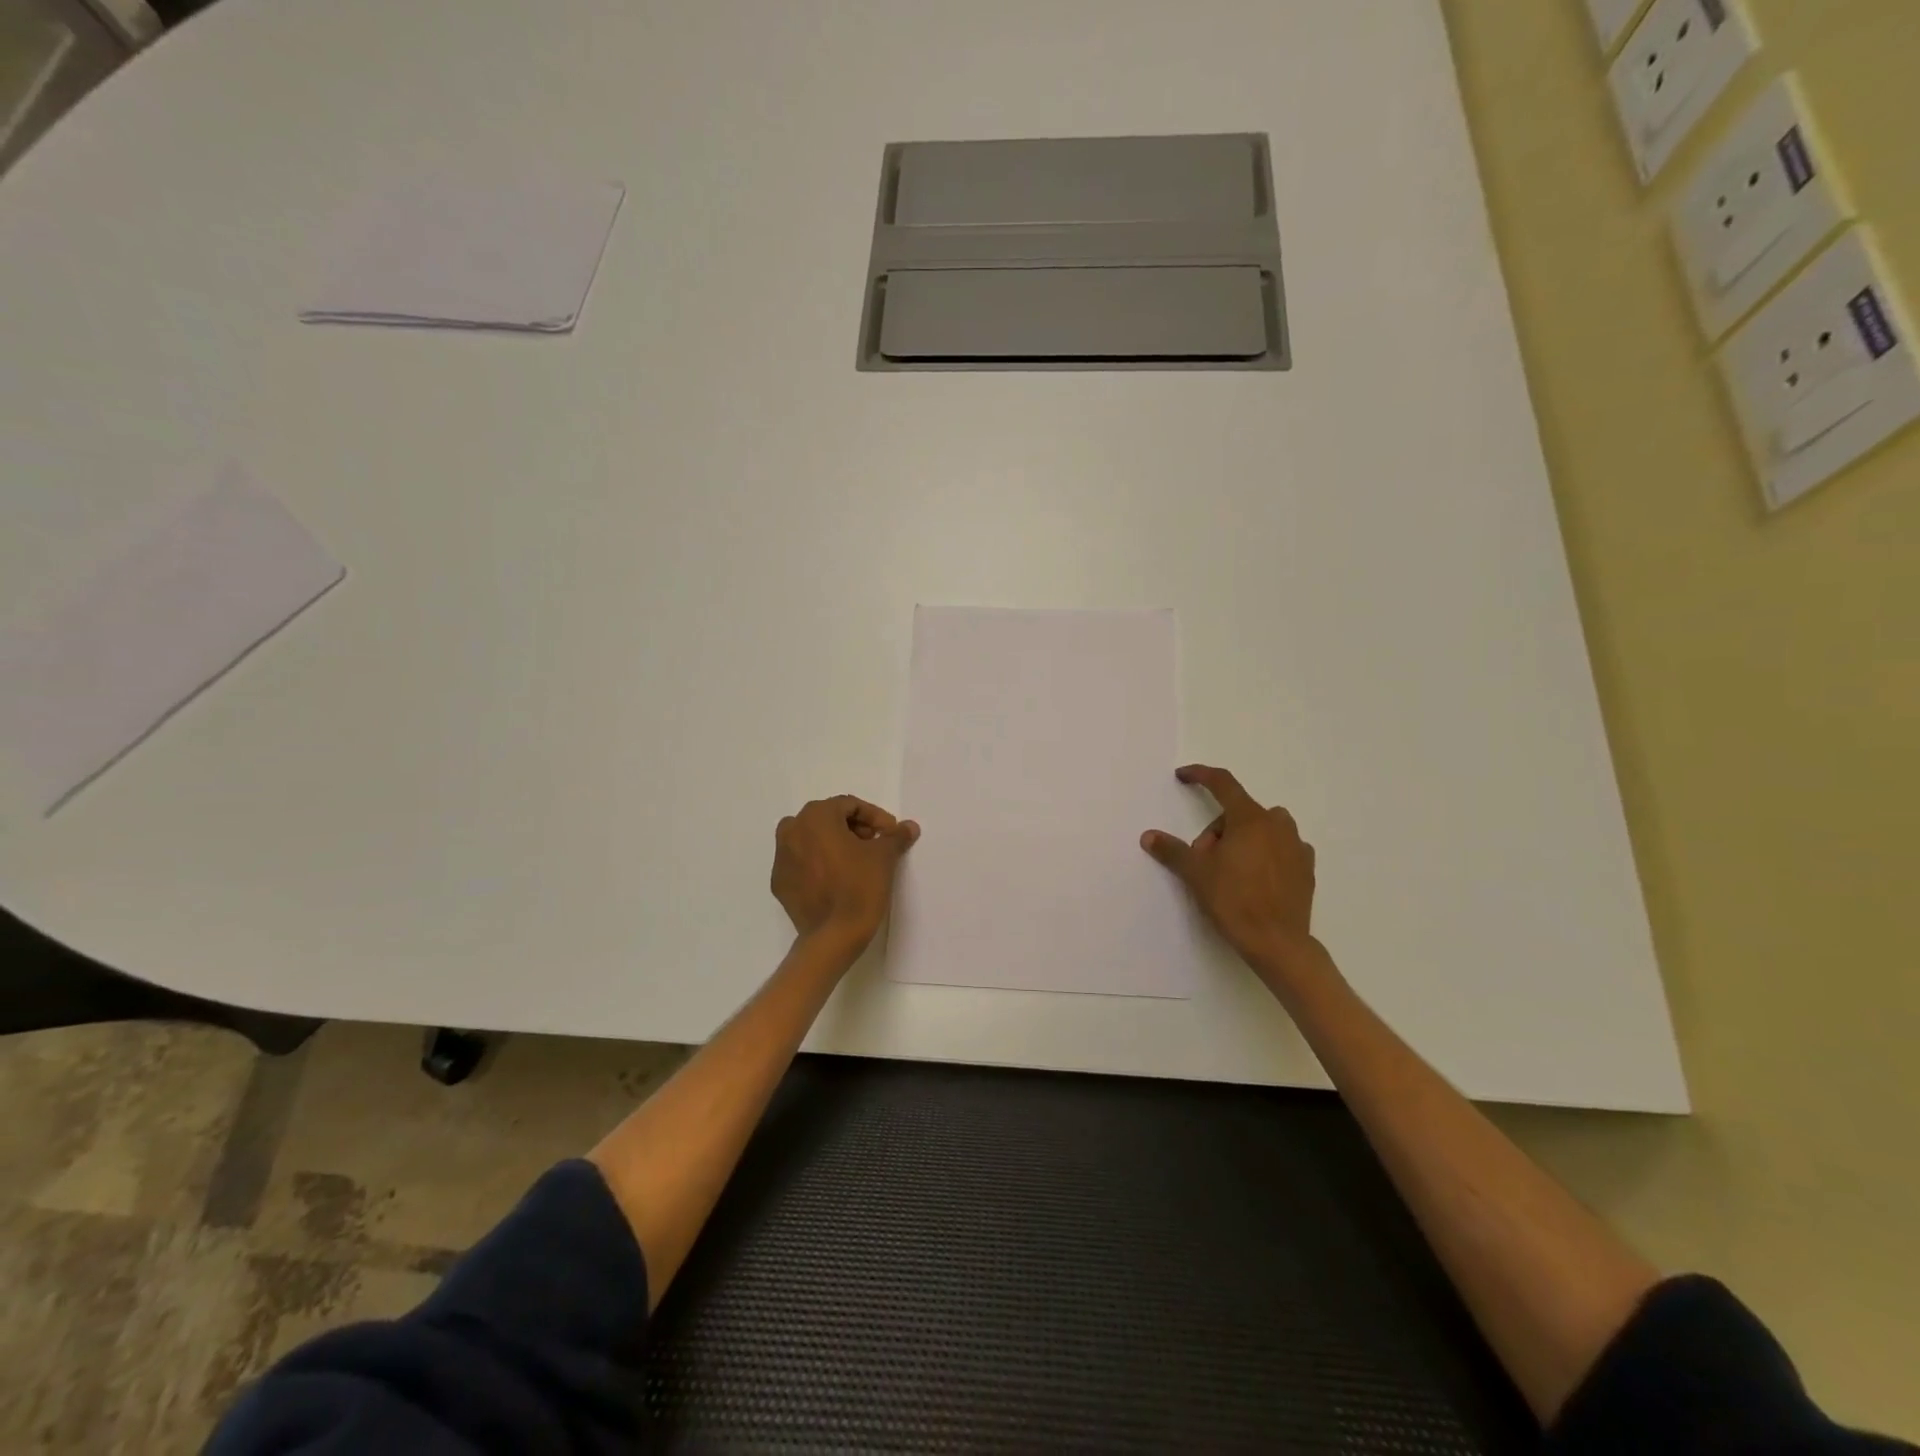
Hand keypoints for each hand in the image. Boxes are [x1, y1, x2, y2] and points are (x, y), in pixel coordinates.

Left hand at [771, 795, 919, 955]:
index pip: (849, 806)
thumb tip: (909, 827)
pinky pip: (801, 862)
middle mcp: (792, 830)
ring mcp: (781, 858)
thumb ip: (895, 836)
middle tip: (874, 845)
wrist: (834, 935)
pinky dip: (818, 864)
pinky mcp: (779, 882)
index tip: (890, 834)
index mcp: (816, 817)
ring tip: (855, 861)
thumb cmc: (860, 886)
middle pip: (827, 819)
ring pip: (811, 839)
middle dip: (853, 828)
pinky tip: (836, 880)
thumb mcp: (884, 857)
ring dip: (833, 844)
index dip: (874, 817)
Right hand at [1141, 765, 1323, 981]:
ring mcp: (1296, 846)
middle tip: (1206, 860)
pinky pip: (1282, 848)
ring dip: (1245, 838)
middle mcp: (1277, 825)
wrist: (1278, 942)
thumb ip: (1172, 850)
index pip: (1222, 784)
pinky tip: (1255, 878)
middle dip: (1219, 829)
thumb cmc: (1233, 900)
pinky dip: (1266, 853)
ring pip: (1264, 828)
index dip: (1200, 775)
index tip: (1183, 776)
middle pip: (1240, 813)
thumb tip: (1148, 836)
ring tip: (1232, 868)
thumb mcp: (1195, 873)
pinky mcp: (1307, 868)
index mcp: (1249, 819)